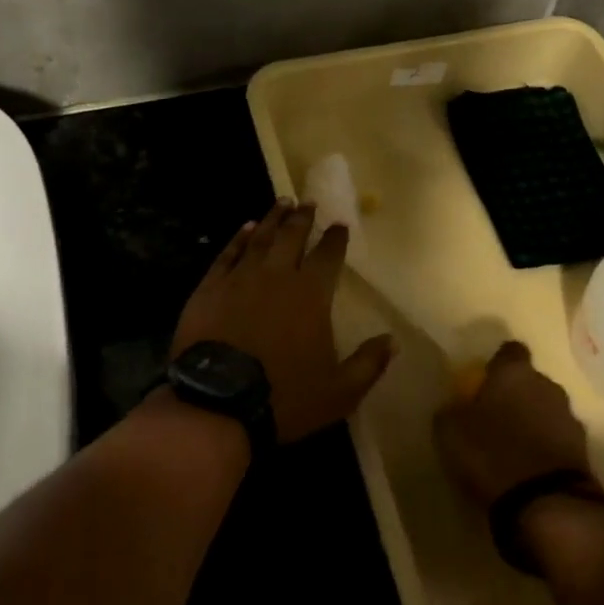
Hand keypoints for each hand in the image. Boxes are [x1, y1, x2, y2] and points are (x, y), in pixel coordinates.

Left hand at [170, 201, 394, 443]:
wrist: (218, 403)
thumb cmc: (284, 397)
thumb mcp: (339, 392)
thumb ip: (369, 364)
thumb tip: (393, 340)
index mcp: (311, 294)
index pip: (328, 255)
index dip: (335, 238)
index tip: (340, 224)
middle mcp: (277, 275)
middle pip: (292, 236)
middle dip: (303, 217)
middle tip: (308, 201)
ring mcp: (240, 277)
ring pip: (261, 238)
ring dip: (274, 218)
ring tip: (282, 201)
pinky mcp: (210, 286)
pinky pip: (228, 253)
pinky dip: (239, 237)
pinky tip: (246, 227)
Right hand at [433, 342, 598, 508]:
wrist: (548, 505)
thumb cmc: (492, 454)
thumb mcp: (450, 431)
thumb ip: (452, 410)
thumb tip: (456, 406)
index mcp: (514, 372)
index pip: (510, 351)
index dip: (497, 364)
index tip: (485, 381)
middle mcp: (547, 386)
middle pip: (530, 382)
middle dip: (517, 395)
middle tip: (495, 417)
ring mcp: (570, 419)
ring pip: (547, 410)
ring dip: (534, 423)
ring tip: (514, 447)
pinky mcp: (584, 453)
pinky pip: (559, 440)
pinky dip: (546, 449)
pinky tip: (530, 468)